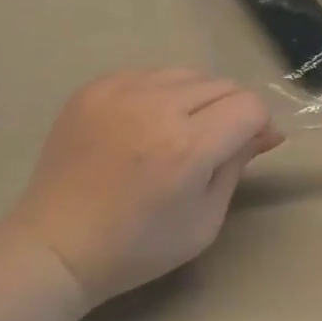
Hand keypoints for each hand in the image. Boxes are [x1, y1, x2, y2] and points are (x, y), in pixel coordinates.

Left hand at [6, 70, 282, 305]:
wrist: (56, 246)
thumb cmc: (137, 247)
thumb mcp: (204, 220)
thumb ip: (237, 166)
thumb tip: (265, 132)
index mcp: (187, 146)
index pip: (248, 105)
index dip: (259, 125)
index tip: (252, 146)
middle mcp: (156, 106)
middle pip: (221, 83)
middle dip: (231, 110)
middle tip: (218, 143)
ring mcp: (120, 91)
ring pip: (186, 73)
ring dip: (197, 98)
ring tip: (180, 130)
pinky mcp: (94, 87)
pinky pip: (148, 74)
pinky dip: (160, 94)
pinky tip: (145, 124)